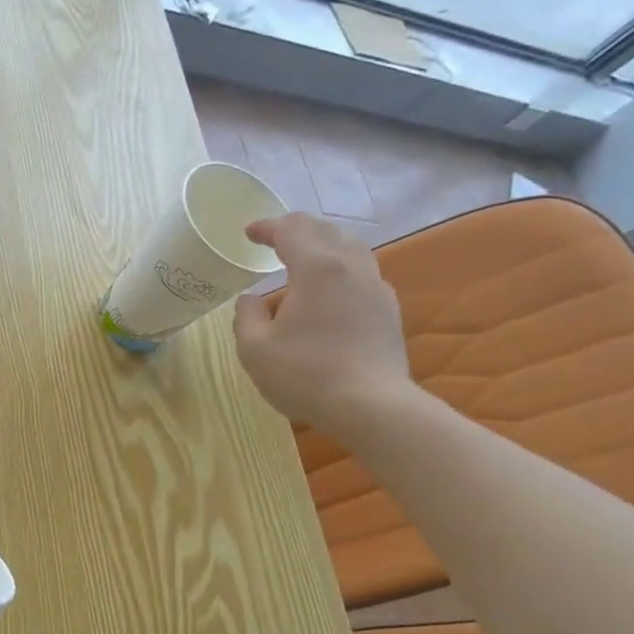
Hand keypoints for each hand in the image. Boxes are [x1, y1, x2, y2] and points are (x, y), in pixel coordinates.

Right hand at [232, 213, 412, 436]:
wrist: (370, 406)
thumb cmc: (304, 374)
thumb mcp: (254, 348)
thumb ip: (246, 315)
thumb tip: (252, 300)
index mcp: (316, 268)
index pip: (291, 230)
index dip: (267, 227)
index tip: (249, 232)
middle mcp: (351, 267)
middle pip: (325, 231)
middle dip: (297, 229)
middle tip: (274, 238)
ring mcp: (375, 287)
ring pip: (350, 248)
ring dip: (323, 245)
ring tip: (304, 257)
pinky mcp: (387, 310)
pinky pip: (362, 272)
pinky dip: (340, 267)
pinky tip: (331, 289)